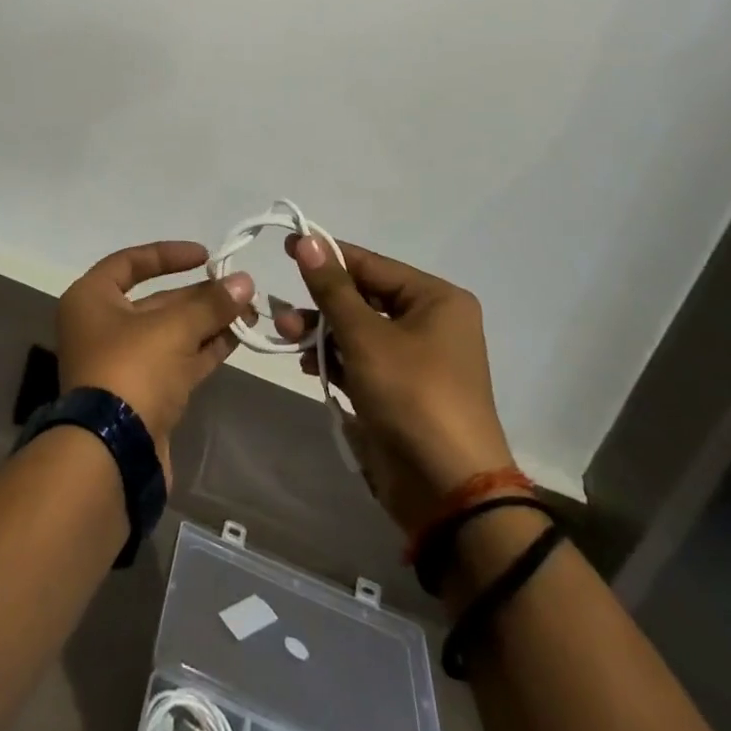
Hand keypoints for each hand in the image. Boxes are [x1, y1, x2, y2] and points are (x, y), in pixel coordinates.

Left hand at [55, 241, 254, 480]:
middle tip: (241, 289)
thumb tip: (245, 281)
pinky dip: (204, 349)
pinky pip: (177, 361)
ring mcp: (122, 363)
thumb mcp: (172, 329)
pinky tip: (236, 338)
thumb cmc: (131, 370)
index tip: (205, 256)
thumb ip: (210, 304)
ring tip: (249, 311)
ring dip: (208, 322)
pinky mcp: (143, 395)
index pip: (129, 262)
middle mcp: (102, 326)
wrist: (113, 454)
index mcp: (91, 299)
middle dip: (199, 295)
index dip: (168, 255)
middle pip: (155, 300)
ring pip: (170, 333)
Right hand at [276, 236, 514, 533]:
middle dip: (320, 303)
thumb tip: (307, 239)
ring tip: (286, 336)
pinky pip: (361, 360)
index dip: (328, 255)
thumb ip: (332, 288)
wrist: (449, 490)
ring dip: (321, 332)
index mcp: (435, 300)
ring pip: (357, 330)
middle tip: (281, 309)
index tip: (285, 245)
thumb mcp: (365, 336)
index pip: (371, 264)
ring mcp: (416, 359)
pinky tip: (306, 363)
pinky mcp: (401, 391)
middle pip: (363, 297)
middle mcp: (430, 322)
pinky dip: (334, 359)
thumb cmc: (412, 395)